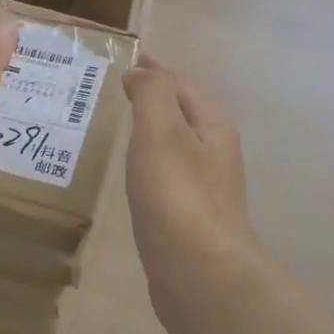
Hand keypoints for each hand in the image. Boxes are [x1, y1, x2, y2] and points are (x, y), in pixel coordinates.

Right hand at [123, 54, 260, 331]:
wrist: (199, 274)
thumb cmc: (177, 196)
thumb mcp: (161, 132)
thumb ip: (152, 94)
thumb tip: (141, 73)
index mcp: (212, 126)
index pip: (182, 85)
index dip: (157, 70)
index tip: (131, 59)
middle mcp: (213, 152)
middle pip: (184, 113)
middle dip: (156, 97)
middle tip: (120, 89)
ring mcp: (202, 187)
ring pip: (175, 144)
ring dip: (151, 129)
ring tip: (122, 124)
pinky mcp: (187, 216)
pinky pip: (165, 173)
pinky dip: (148, 161)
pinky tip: (132, 172)